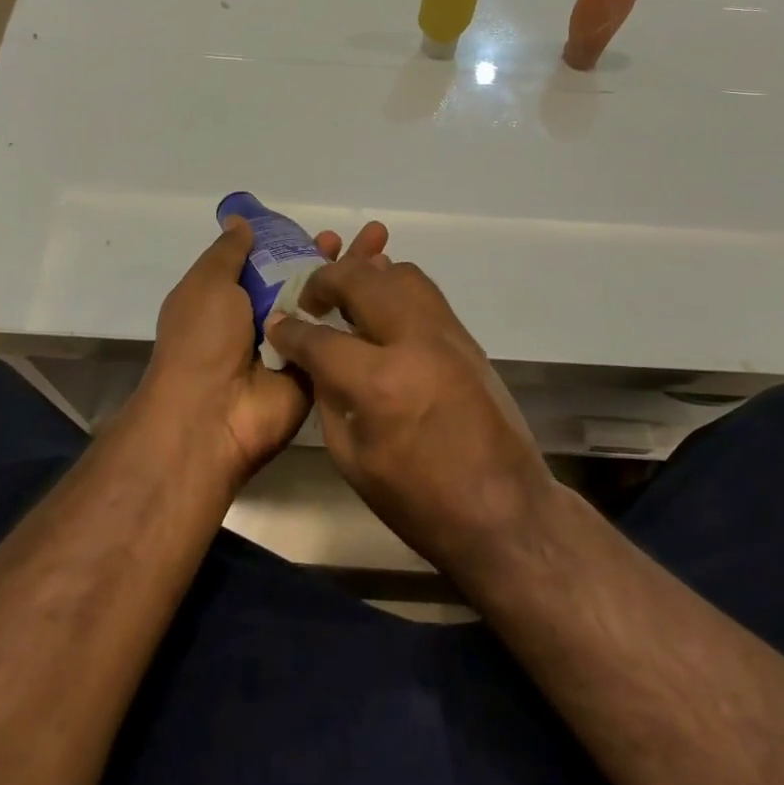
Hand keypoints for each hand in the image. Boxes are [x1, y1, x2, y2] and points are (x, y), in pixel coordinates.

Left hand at [140, 216, 387, 488]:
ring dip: (356, 282)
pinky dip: (362, 316)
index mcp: (233, 297)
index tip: (326, 231)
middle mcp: (265, 319)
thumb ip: (228, 252)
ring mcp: (294, 346)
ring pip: (329, 306)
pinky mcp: (317, 369)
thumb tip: (240, 221)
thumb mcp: (207, 284)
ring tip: (386, 256)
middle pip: (308, 280)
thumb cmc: (202, 341)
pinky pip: (340, 338)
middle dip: (337, 259)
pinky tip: (389, 293)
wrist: (212, 415)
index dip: (299, 244)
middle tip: (373, 236)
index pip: (274, 262)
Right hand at [264, 249, 554, 574]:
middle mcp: (414, 342)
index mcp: (379, 383)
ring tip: (349, 297)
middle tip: (311, 299)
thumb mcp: (353, 460)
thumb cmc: (421, 501)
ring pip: (400, 273)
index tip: (278, 324)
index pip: (320, 338)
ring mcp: (447, 333)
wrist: (505, 510)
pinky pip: (425, 292)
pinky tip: (383, 310)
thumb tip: (314, 361)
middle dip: (326, 281)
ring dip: (366, 276)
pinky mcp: (467, 336)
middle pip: (362, 280)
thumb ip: (329, 399)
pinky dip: (396, 288)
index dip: (291, 330)